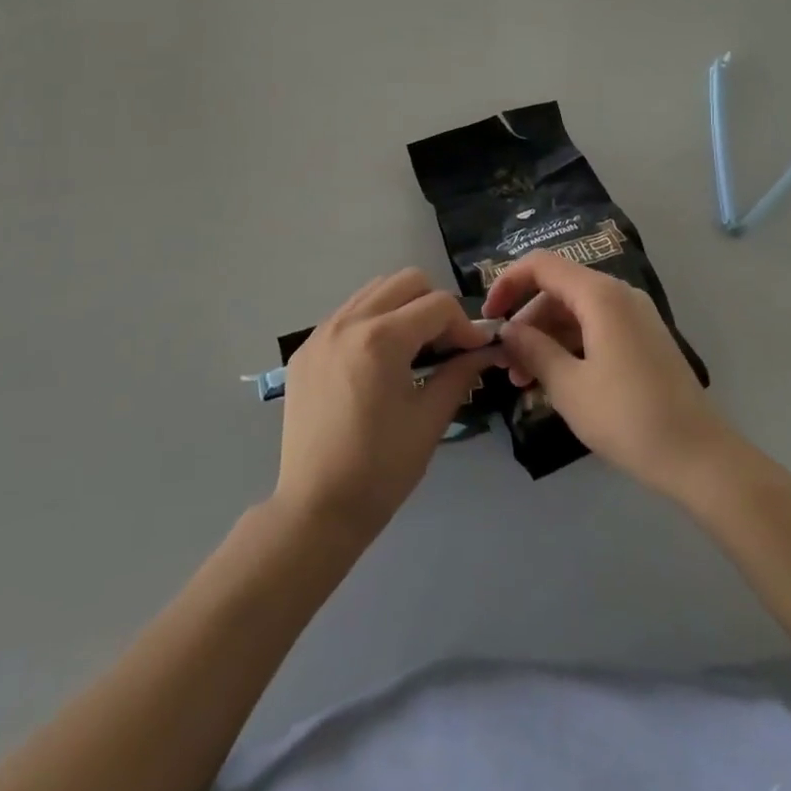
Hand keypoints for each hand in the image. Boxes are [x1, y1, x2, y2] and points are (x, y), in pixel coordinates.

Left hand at [275, 270, 501, 540]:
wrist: (316, 508)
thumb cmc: (381, 469)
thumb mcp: (429, 419)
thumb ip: (459, 373)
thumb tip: (485, 350)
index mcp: (382, 338)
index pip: (438, 304)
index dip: (465, 325)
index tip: (476, 351)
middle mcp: (348, 322)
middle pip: (405, 281)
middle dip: (434, 305)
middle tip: (444, 345)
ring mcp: (321, 332)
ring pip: (374, 291)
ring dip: (402, 308)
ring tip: (413, 350)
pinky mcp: (306, 349)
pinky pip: (347, 314)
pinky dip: (372, 322)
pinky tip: (378, 362)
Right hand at [487, 251, 733, 495]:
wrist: (699, 457)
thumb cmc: (628, 418)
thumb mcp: (569, 386)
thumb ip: (533, 350)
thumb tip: (507, 331)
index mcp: (600, 295)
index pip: (541, 265)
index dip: (508, 283)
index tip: (489, 317)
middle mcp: (619, 294)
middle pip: (557, 290)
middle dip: (526, 321)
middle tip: (505, 364)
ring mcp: (635, 316)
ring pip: (575, 312)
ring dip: (545, 338)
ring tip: (524, 382)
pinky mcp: (643, 339)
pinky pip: (595, 328)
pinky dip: (570, 346)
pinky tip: (555, 382)